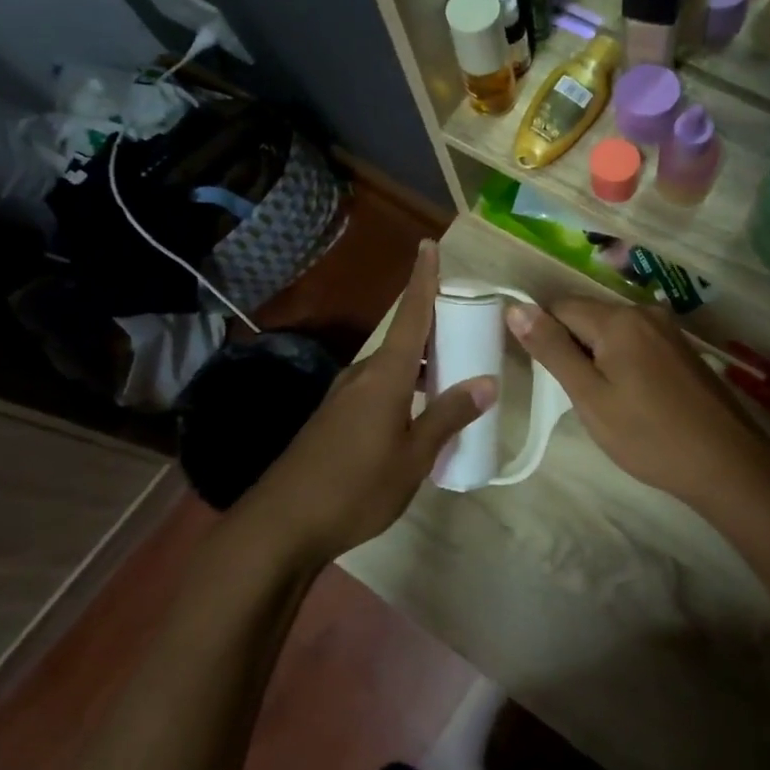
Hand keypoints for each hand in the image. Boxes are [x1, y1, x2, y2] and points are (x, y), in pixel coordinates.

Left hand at [244, 242, 494, 564]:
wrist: (282, 524)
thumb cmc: (355, 487)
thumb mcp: (413, 457)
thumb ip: (448, 416)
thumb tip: (487, 382)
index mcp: (384, 376)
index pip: (411, 315)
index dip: (423, 280)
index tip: (429, 245)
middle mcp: (361, 376)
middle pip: (402, 340)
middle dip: (433, 331)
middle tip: (468, 332)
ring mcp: (342, 398)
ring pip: (389, 368)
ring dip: (419, 366)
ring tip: (451, 377)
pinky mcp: (333, 419)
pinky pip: (376, 390)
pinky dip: (401, 389)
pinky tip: (415, 417)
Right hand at [505, 298, 769, 510]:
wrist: (726, 463)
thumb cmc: (648, 435)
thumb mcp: (590, 396)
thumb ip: (552, 349)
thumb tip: (516, 308)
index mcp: (618, 319)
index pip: (559, 306)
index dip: (544, 336)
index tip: (546, 375)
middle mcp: (644, 311)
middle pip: (587, 315)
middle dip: (572, 346)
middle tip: (577, 395)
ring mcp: (667, 328)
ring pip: (611, 330)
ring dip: (597, 356)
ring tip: (605, 400)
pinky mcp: (681, 347)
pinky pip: (636, 341)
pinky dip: (622, 361)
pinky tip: (632, 397)